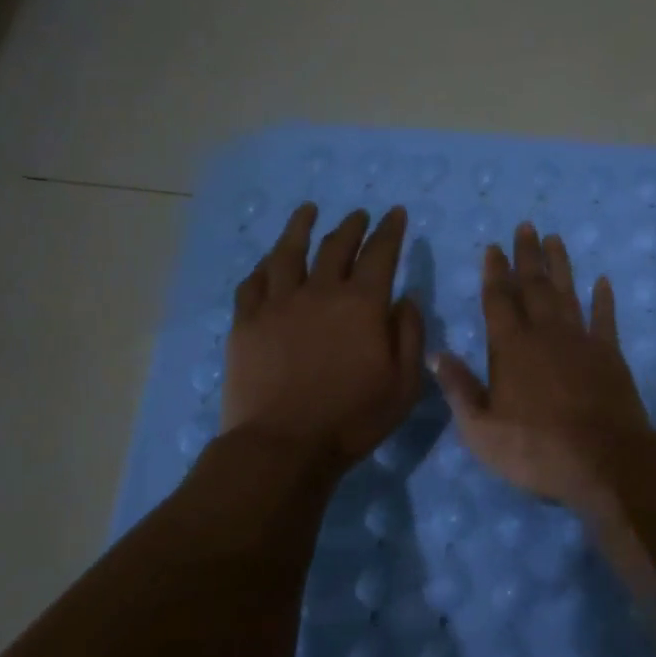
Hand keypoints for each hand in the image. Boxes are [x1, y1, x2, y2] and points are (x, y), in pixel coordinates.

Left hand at [221, 203, 424, 470]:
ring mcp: (278, 304)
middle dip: (352, 226)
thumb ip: (409, 334)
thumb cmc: (353, 418)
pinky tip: (268, 261)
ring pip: (288, 252)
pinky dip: (264, 266)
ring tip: (308, 211)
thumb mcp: (404, 383)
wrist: (283, 446)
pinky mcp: (246, 322)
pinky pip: (253, 282)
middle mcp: (320, 291)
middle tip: (359, 214)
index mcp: (362, 304)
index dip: (390, 230)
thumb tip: (405, 298)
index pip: (380, 253)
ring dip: (301, 227)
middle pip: (336, 245)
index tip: (396, 213)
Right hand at [433, 222, 655, 516]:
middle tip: (526, 226)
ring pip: (568, 293)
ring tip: (554, 239)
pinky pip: (605, 318)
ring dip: (560, 265)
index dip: (494, 272)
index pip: (498, 300)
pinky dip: (604, 299)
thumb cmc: (536, 449)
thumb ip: (458, 389)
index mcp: (511, 348)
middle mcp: (545, 334)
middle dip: (527, 255)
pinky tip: (602, 281)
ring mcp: (581, 341)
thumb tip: (435, 354)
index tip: (493, 247)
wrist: (604, 461)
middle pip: (534, 286)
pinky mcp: (610, 354)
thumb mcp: (481, 430)